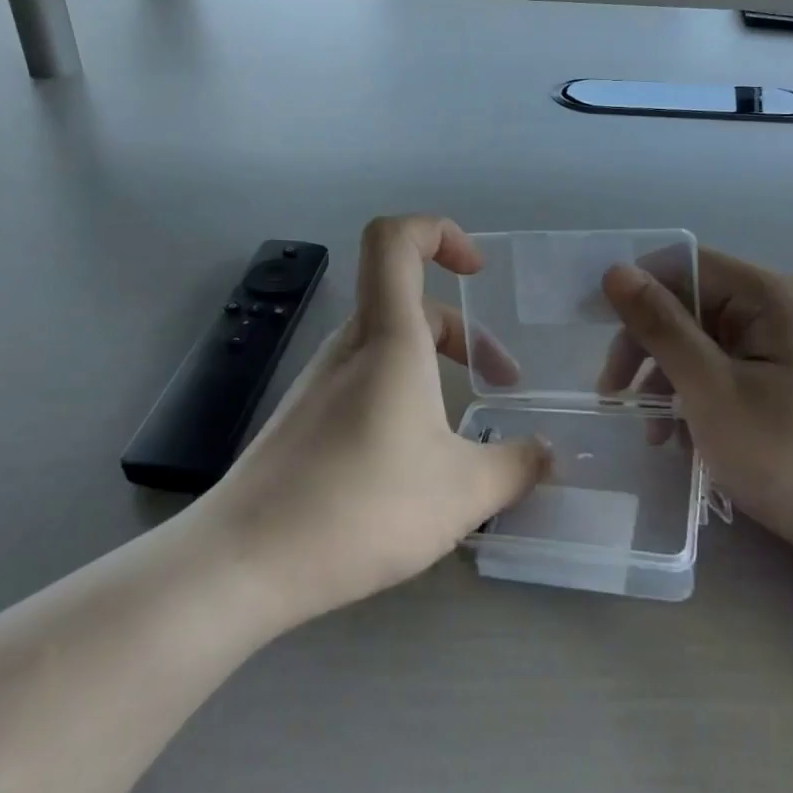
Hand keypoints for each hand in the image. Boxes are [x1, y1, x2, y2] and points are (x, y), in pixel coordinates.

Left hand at [204, 216, 548, 624]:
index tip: (477, 272)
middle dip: (464, 332)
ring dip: (435, 367)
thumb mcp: (463, 492)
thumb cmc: (363, 506)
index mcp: (389, 337)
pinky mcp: (305, 417)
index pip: (394, 238)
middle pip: (409, 302)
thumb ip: (516, 465)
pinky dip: (404, 395)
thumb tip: (546, 453)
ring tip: (464, 432)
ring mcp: (321, 381)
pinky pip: (365, 381)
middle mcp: (351, 346)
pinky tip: (416, 461)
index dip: (439, 232)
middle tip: (501, 382)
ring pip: (389, 345)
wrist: (246, 561)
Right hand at [598, 249, 792, 593]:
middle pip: (690, 305)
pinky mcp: (786, 384)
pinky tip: (677, 439)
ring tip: (647, 432)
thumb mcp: (711, 389)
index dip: (636, 292)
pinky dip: (694, 398)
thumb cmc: (791, 455)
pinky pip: (724, 372)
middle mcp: (779, 310)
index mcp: (770, 296)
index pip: (683, 265)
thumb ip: (660, 327)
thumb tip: (615, 271)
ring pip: (702, 344)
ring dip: (666, 379)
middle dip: (646, 346)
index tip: (595, 334)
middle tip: (613, 395)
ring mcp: (784, 349)